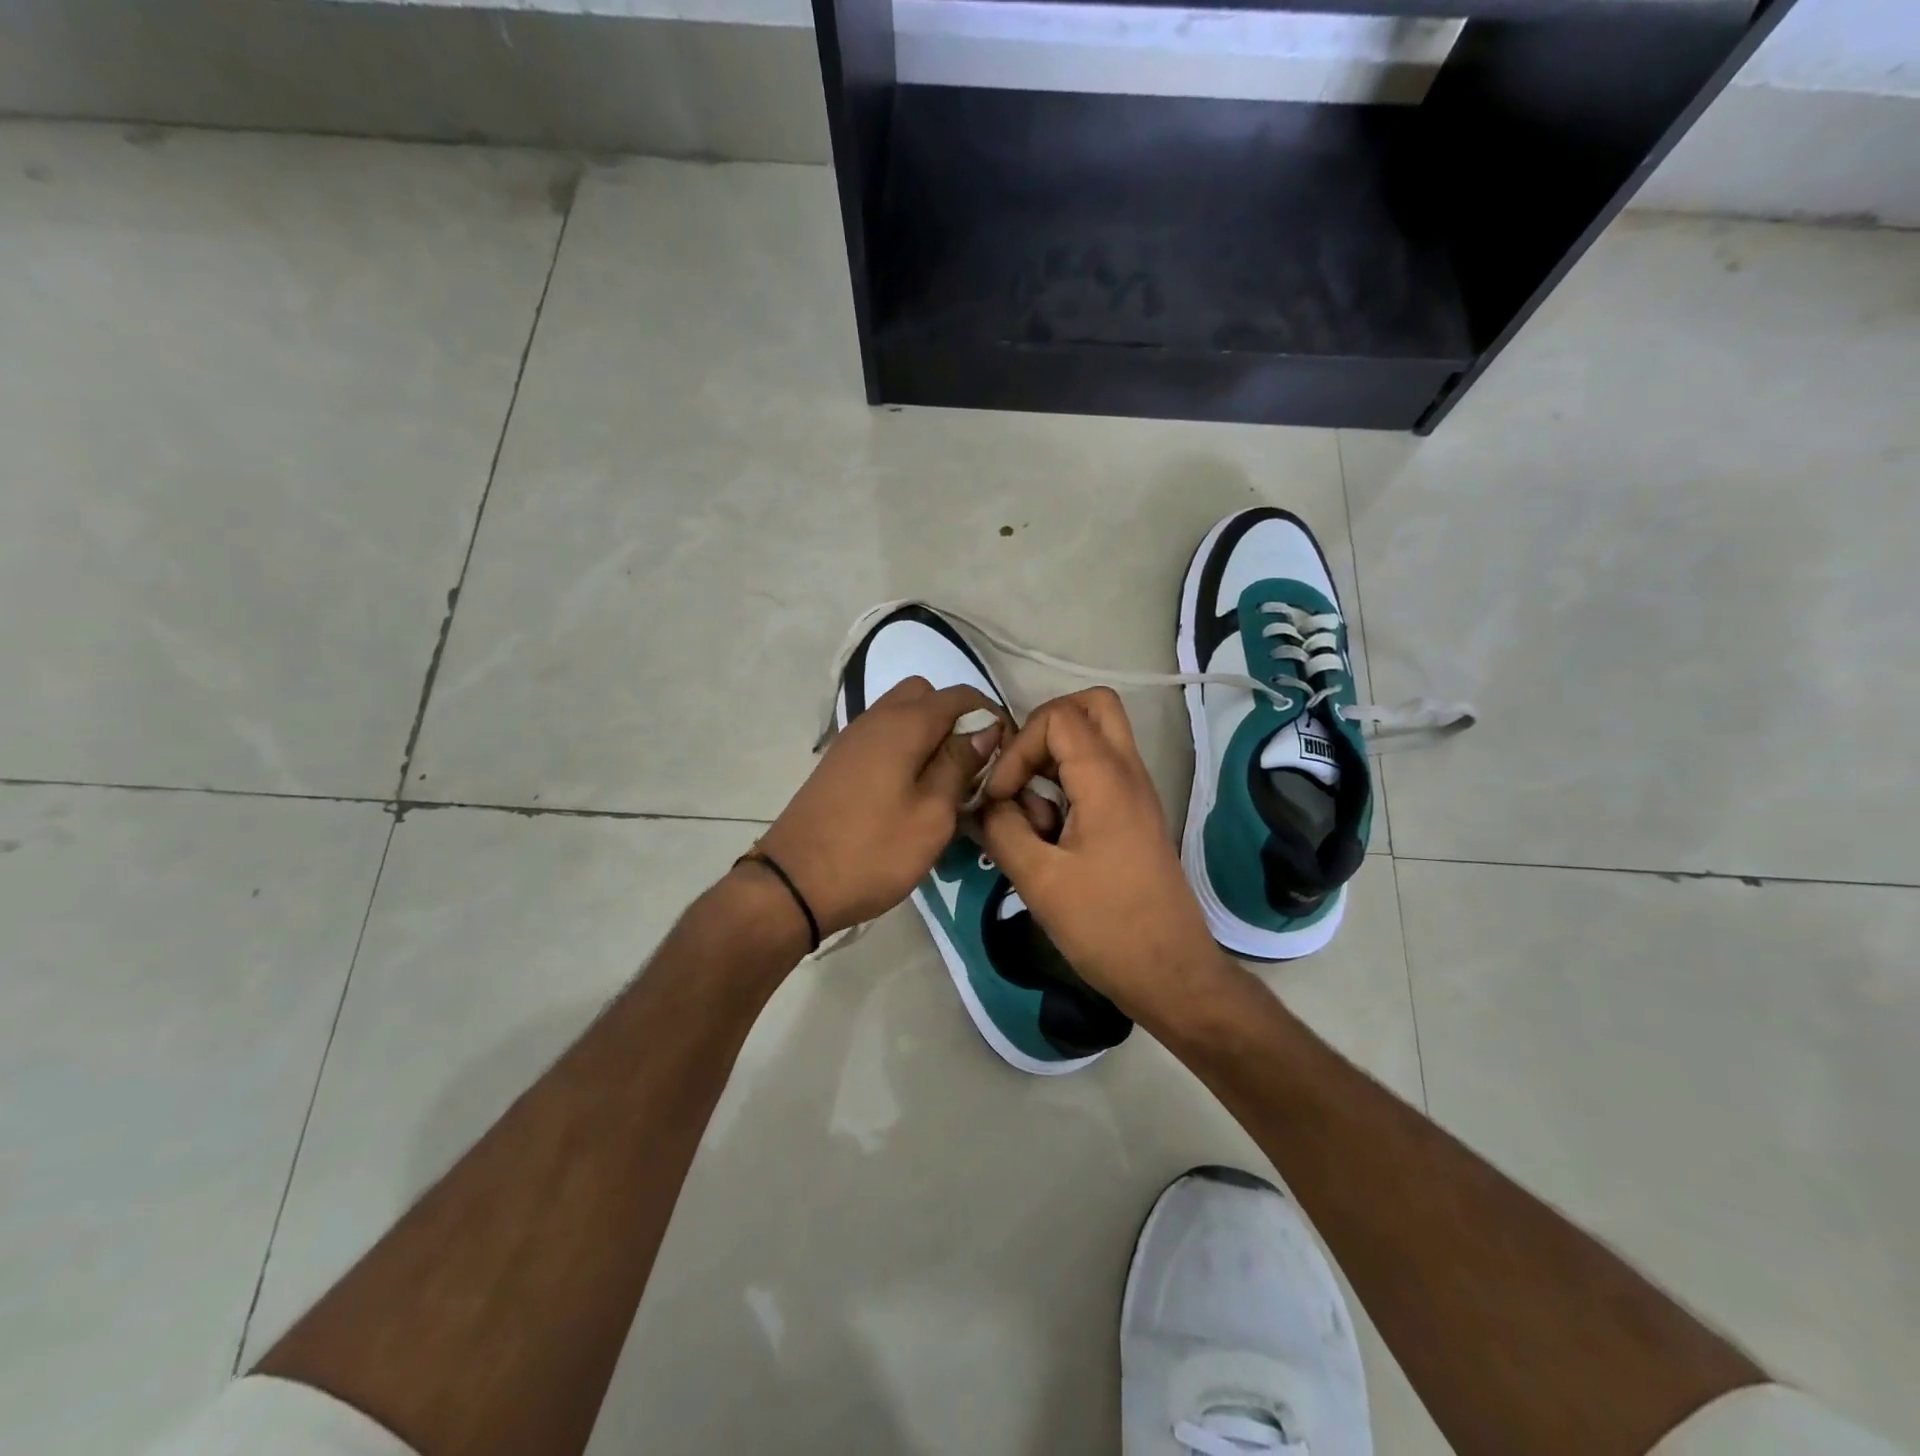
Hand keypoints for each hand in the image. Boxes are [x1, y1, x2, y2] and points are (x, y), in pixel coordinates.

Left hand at [757, 678, 1005, 936]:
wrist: (794, 884)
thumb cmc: (873, 851)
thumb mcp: (932, 814)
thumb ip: (960, 765)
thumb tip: (985, 729)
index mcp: (903, 725)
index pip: (959, 696)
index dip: (990, 715)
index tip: (1005, 752)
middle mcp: (876, 719)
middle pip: (924, 695)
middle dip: (954, 719)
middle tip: (971, 764)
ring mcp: (853, 740)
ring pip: (901, 715)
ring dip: (929, 735)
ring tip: (945, 782)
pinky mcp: (840, 763)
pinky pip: (882, 737)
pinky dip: (905, 749)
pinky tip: (912, 791)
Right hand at [976, 688, 1227, 1025]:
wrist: (1170, 973)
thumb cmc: (1106, 927)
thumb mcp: (1039, 880)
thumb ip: (1002, 830)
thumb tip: (982, 804)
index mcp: (1107, 780)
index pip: (1057, 716)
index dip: (1018, 747)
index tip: (1003, 797)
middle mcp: (1128, 773)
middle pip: (1091, 706)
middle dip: (1043, 729)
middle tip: (1020, 773)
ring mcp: (1135, 794)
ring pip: (1096, 738)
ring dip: (1054, 759)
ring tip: (1031, 812)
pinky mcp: (1133, 817)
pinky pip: (1099, 773)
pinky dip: (1067, 784)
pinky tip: (1047, 833)